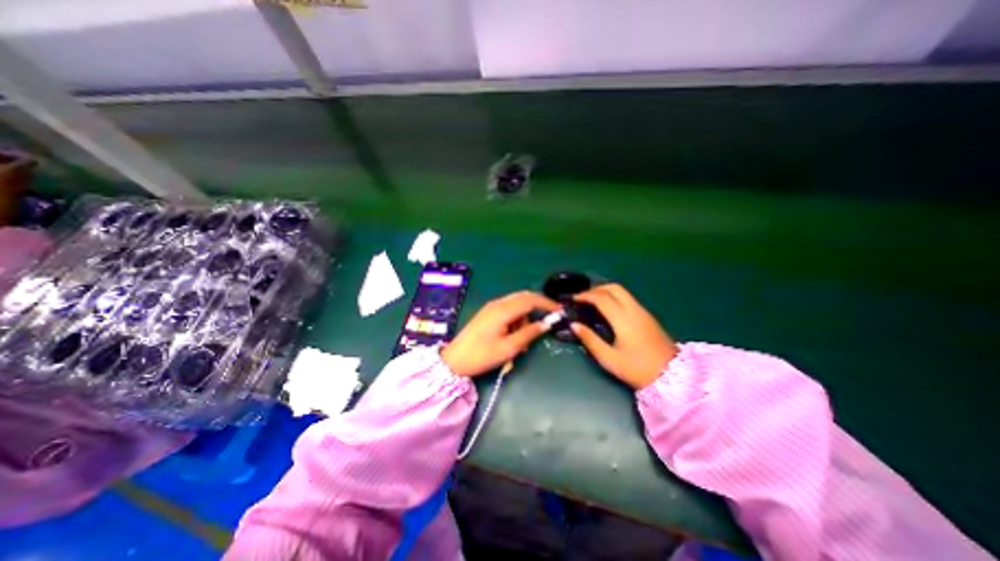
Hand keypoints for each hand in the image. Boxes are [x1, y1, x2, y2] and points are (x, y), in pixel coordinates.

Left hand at [438, 294, 559, 376]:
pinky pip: (508, 310)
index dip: (547, 303)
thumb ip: (529, 334)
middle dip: (537, 307)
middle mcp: (498, 303)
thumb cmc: (482, 355)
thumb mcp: (509, 348)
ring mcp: (491, 307)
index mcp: (503, 310)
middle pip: (524, 297)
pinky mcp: (488, 313)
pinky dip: (516, 319)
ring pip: (516, 304)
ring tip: (523, 340)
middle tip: (547, 322)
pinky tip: (513, 336)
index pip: (530, 299)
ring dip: (525, 317)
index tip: (559, 310)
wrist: (454, 359)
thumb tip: (545, 324)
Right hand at [571, 286, 680, 390]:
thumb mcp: (609, 359)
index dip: (585, 295)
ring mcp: (643, 311)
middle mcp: (634, 310)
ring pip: (622, 291)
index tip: (573, 299)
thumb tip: (574, 324)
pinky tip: (608, 308)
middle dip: (596, 288)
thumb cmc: (637, 369)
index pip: (601, 298)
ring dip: (605, 291)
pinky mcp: (648, 316)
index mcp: (623, 319)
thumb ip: (590, 340)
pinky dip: (614, 297)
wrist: (673, 376)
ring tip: (593, 301)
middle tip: (583, 297)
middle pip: (614, 288)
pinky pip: (628, 298)